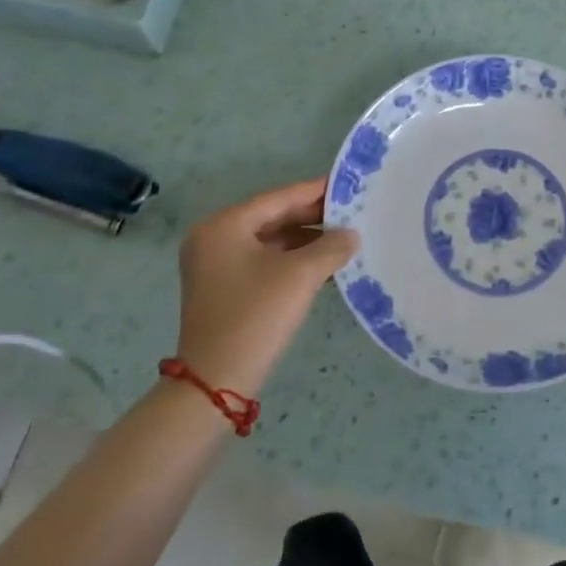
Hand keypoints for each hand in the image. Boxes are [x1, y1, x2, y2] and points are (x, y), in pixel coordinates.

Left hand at [174, 178, 357, 396]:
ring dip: (305, 240)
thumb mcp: (301, 276)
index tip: (347, 185)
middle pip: (272, 217)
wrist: (216, 381)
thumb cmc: (256, 315)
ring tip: (344, 238)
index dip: (315, 191)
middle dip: (312, 217)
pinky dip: (291, 260)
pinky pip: (262, 262)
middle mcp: (214, 238)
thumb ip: (331, 247)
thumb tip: (351, 235)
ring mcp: (215, 265)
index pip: (278, 198)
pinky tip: (322, 264)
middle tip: (351, 212)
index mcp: (224, 225)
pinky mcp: (223, 289)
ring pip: (269, 241)